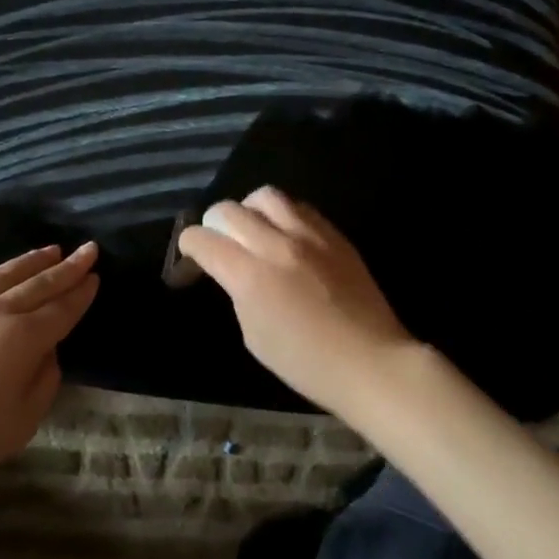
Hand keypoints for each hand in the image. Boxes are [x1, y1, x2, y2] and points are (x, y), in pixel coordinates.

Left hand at [0, 243, 98, 500]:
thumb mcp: (22, 422)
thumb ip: (44, 381)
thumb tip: (46, 351)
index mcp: (22, 338)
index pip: (61, 308)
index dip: (81, 293)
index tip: (95, 276)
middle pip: (38, 283)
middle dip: (67, 267)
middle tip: (88, 249)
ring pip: (2, 273)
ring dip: (30, 261)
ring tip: (50, 250)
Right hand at [178, 188, 418, 419]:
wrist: (371, 362)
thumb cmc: (306, 363)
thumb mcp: (254, 335)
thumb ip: (238, 291)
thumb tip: (233, 271)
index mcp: (250, 275)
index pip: (203, 239)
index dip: (188, 247)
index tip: (190, 260)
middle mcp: (276, 244)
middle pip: (228, 210)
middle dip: (212, 224)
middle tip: (217, 244)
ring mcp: (309, 234)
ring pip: (265, 196)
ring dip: (248, 210)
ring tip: (253, 230)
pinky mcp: (334, 234)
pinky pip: (299, 206)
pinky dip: (282, 214)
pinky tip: (285, 235)